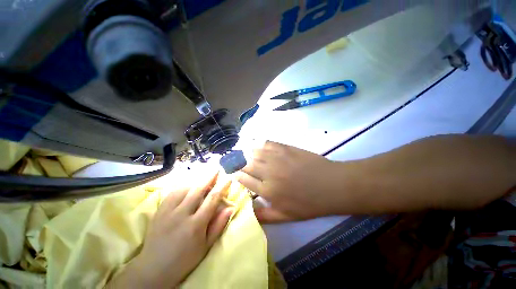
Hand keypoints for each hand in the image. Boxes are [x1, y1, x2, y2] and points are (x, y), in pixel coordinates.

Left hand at [107, 172, 232, 287]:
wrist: (153, 269)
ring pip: (185, 188)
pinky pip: (172, 193)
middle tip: (216, 169)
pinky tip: (188, 186)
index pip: (212, 199)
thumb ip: (218, 225)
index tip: (228, 178)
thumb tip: (230, 207)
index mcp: (196, 224)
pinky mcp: (159, 211)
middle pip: (198, 189)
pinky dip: (183, 187)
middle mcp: (182, 214)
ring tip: (204, 178)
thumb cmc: (184, 259)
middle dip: (209, 177)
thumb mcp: (205, 246)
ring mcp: (168, 211)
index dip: (222, 186)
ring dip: (196, 181)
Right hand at [237, 141, 347, 222]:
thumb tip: (248, 212)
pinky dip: (258, 144)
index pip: (243, 179)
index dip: (235, 175)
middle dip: (236, 163)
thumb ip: (265, 215)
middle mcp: (268, 172)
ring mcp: (277, 158)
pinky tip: (256, 145)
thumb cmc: (309, 203)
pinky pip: (266, 143)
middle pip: (246, 164)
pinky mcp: (285, 148)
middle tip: (231, 161)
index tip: (231, 173)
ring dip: (245, 152)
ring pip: (253, 152)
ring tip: (241, 153)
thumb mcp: (287, 217)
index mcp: (268, 190)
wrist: (331, 185)